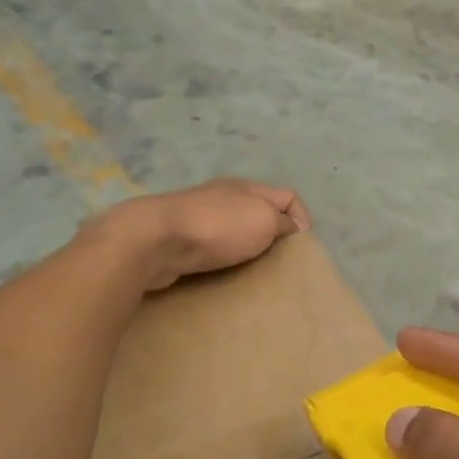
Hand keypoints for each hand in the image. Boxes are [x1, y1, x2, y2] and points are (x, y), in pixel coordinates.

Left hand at [92, 179, 309, 291]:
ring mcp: (200, 216)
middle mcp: (224, 196)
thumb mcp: (264, 220)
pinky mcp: (182, 238)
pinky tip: (225, 271)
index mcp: (247, 187)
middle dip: (273, 234)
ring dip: (247, 247)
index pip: (288, 195)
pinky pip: (214, 245)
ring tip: (255, 270)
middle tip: (280, 261)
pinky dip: (224, 257)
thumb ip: (283, 222)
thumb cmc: (219, 227)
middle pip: (260, 211)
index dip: (302, 217)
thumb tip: (291, 226)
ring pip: (236, 229)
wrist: (157, 240)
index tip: (301, 245)